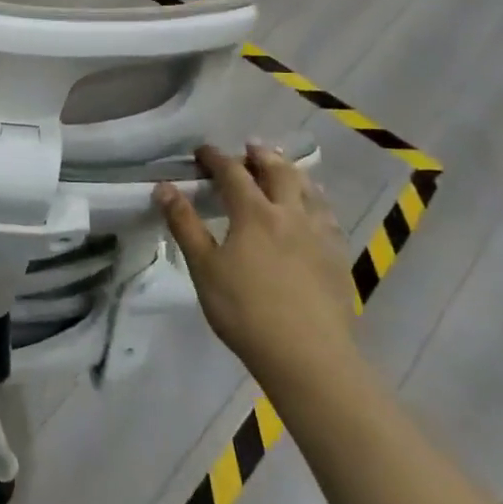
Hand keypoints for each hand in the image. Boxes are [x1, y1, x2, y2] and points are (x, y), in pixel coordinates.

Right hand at [155, 143, 359, 392]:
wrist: (309, 356)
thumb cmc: (246, 311)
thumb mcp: (204, 268)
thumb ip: (185, 224)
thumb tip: (164, 187)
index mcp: (255, 214)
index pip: (233, 173)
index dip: (216, 158)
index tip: (202, 151)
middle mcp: (290, 214)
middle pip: (279, 173)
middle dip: (261, 156)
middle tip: (250, 147)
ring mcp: (320, 235)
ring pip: (310, 191)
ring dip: (293, 173)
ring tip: (285, 169)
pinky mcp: (338, 258)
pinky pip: (328, 216)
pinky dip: (317, 201)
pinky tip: (315, 211)